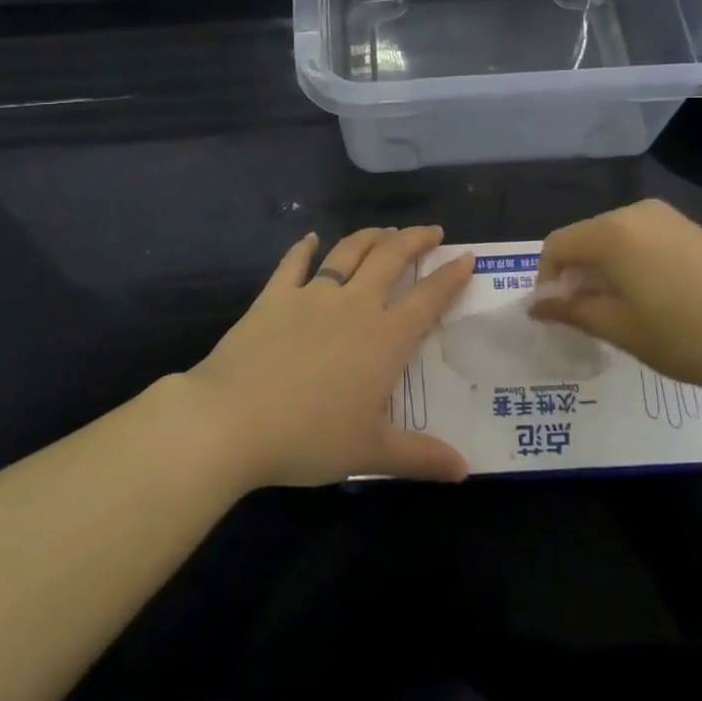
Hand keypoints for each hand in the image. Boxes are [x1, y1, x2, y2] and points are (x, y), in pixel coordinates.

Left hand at [187, 226, 474, 488]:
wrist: (234, 418)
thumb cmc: (309, 437)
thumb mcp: (370, 452)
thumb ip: (420, 457)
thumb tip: (465, 470)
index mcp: (384, 338)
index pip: (428, 299)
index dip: (450, 276)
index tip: (466, 257)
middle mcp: (355, 306)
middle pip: (392, 259)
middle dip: (415, 240)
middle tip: (432, 232)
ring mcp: (312, 295)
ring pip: (349, 253)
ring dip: (371, 237)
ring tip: (385, 230)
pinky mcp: (275, 296)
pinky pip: (293, 263)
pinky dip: (304, 248)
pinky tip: (310, 238)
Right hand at [531, 199, 701, 404]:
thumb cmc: (690, 337)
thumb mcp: (622, 330)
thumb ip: (573, 310)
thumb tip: (536, 305)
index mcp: (612, 233)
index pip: (557, 246)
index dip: (547, 280)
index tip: (559, 317)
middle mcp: (634, 212)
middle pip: (584, 238)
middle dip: (576, 275)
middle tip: (589, 319)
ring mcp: (665, 216)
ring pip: (612, 238)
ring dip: (603, 270)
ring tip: (622, 312)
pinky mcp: (688, 227)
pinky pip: (640, 238)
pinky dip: (630, 262)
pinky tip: (653, 298)